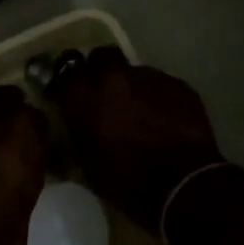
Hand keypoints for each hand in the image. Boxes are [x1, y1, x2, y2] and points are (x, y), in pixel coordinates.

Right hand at [49, 47, 223, 230]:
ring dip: (132, 86)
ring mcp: (148, 77)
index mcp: (83, 96)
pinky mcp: (177, 85)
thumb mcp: (86, 166)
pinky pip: (160, 84)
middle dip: (100, 70)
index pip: (62, 72)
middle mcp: (111, 77)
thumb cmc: (125, 182)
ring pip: (134, 71)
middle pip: (100, 57)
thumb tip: (66, 135)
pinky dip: (157, 97)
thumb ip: (74, 139)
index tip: (68, 95)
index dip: (66, 83)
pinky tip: (163, 118)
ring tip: (138, 110)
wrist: (181, 187)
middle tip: (104, 93)